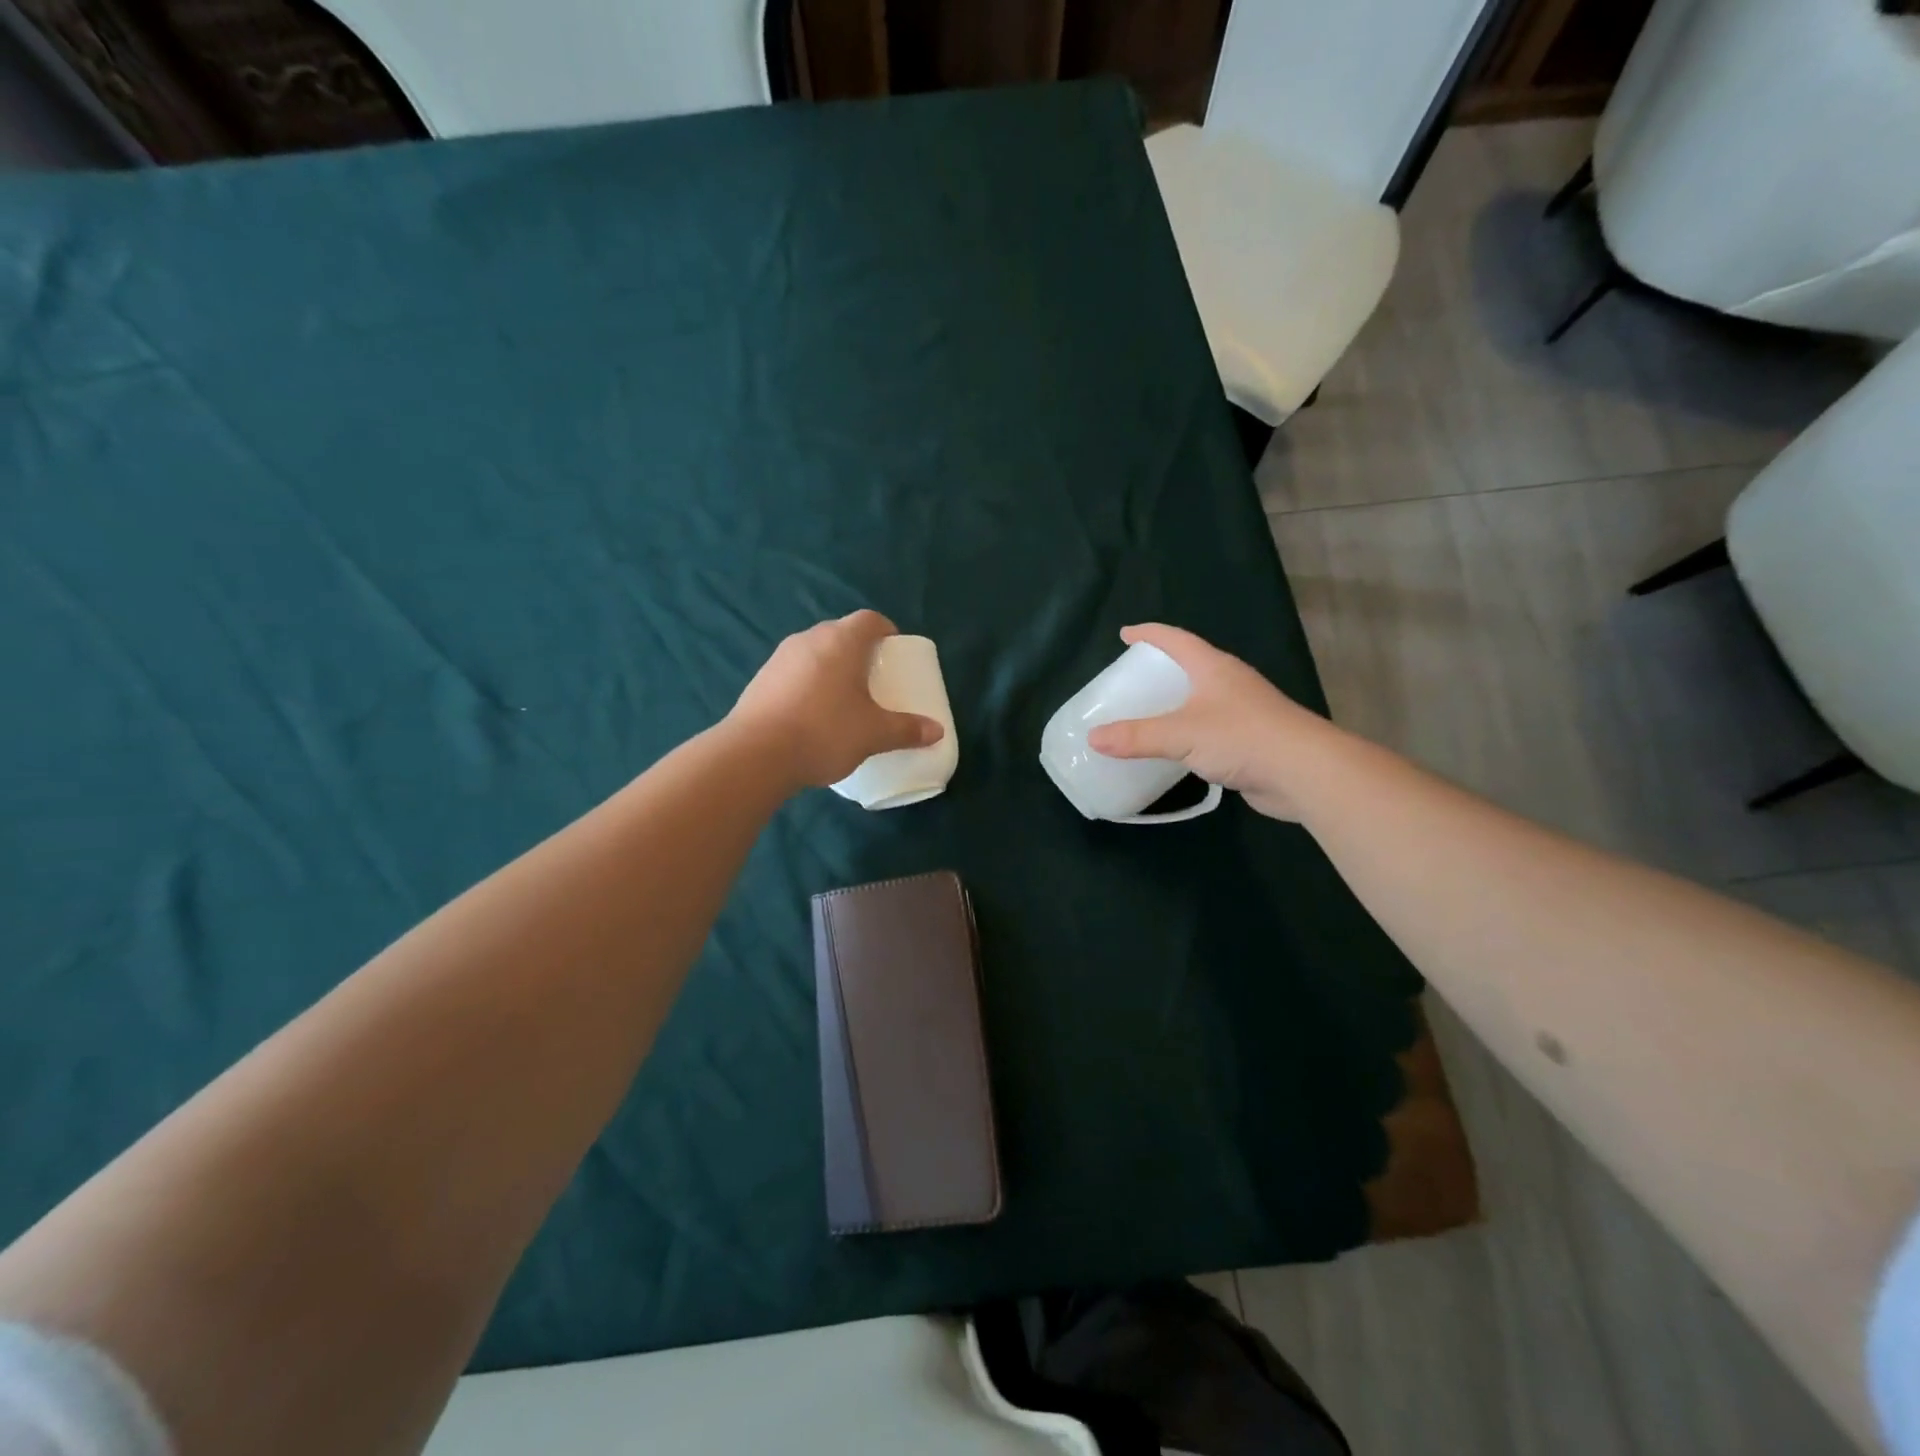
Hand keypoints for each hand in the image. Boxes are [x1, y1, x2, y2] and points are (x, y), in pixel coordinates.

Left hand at [730, 610, 944, 789]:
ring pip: (815, 653)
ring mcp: (779, 658)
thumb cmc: (824, 731)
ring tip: (843, 699)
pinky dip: (808, 684)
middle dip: (859, 652)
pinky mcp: (760, 680)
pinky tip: (812, 715)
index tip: (894, 652)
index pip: (870, 620)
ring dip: (831, 668)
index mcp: (841, 641)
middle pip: (841, 634)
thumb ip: (906, 730)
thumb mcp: (873, 734)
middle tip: (873, 679)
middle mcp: (809, 639)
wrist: (755, 754)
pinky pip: (794, 672)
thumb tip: (938, 731)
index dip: (886, 631)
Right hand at [1085, 624, 1340, 820]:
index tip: (1125, 634)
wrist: (1304, 772)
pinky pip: (1210, 728)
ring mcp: (1243, 711)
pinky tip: (1175, 747)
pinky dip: (1188, 731)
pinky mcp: (1250, 740)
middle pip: (1191, 665)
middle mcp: (1230, 683)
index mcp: (1214, 668)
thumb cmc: (1242, 737)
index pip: (1176, 639)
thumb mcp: (1180, 734)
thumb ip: (1136, 736)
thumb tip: (1092, 738)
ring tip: (1148, 711)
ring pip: (1201, 698)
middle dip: (1162, 667)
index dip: (1149, 634)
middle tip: (1132, 677)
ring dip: (1176, 702)